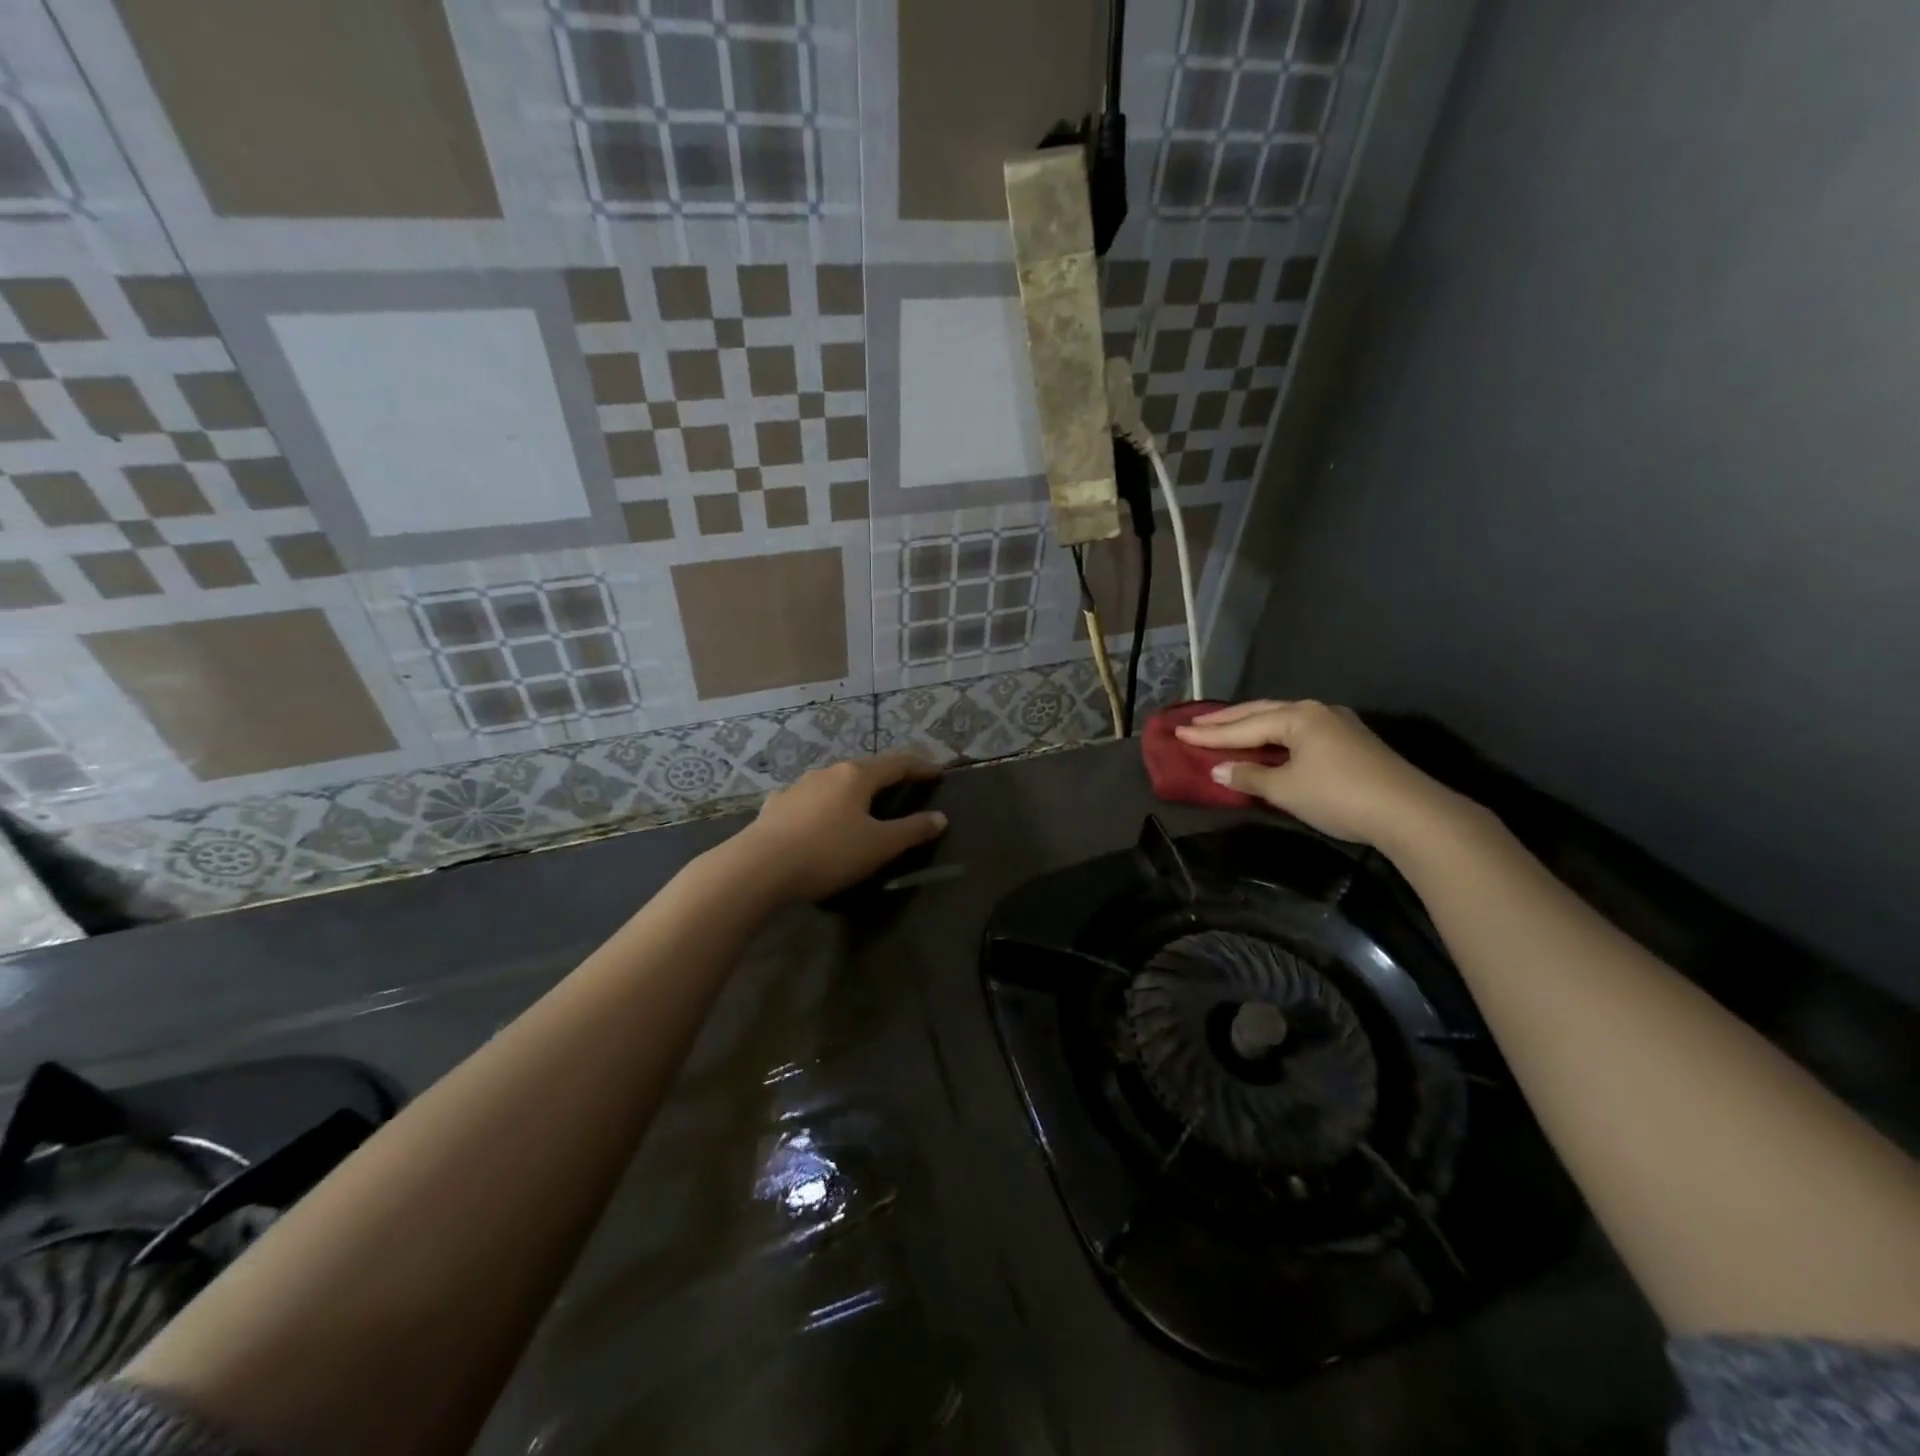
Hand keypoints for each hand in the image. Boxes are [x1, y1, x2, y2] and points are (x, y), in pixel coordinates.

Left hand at [727, 752, 946, 902]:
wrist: (759, 867)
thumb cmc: (828, 852)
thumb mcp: (879, 846)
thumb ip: (911, 831)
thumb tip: (939, 818)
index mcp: (857, 776)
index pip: (898, 762)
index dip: (920, 766)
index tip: (938, 772)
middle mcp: (828, 772)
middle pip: (865, 769)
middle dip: (887, 776)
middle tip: (904, 787)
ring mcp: (798, 786)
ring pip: (834, 783)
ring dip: (853, 790)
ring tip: (862, 805)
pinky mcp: (776, 806)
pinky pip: (809, 800)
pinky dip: (824, 805)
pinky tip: (819, 819)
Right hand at [1175, 700, 1463, 850]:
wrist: (1409, 813)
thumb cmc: (1339, 796)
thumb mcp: (1286, 789)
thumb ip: (1250, 776)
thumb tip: (1220, 769)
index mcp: (1297, 716)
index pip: (1243, 725)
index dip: (1209, 734)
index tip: (1178, 733)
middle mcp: (1316, 711)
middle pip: (1261, 713)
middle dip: (1226, 721)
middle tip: (1195, 724)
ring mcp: (1337, 724)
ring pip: (1282, 720)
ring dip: (1251, 725)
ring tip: (1224, 729)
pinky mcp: (1351, 742)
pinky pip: (1299, 732)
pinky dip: (1274, 736)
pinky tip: (1267, 743)